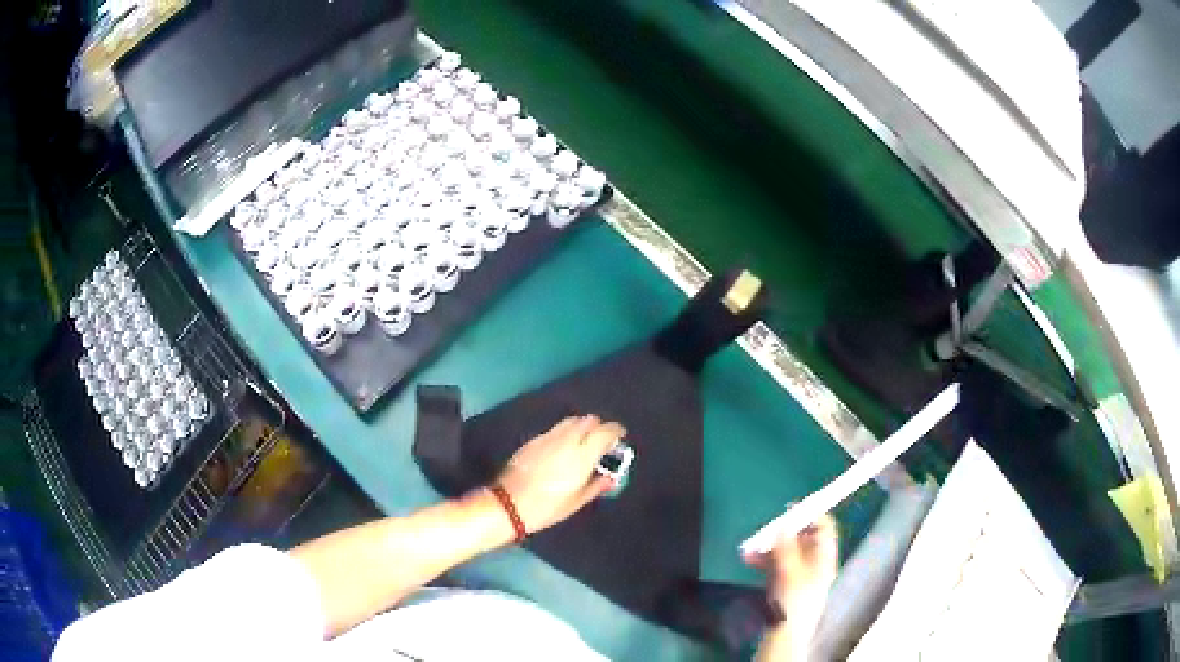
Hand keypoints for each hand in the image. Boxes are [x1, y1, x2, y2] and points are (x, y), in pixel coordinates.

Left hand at [496, 415, 623, 533]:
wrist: (509, 504)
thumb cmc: (548, 507)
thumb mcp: (577, 501)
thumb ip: (597, 485)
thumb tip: (610, 477)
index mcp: (582, 454)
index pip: (605, 431)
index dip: (616, 430)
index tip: (620, 435)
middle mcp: (567, 440)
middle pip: (588, 421)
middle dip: (598, 426)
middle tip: (602, 440)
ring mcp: (548, 437)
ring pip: (570, 421)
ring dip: (581, 427)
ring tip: (583, 442)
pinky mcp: (533, 440)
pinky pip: (555, 430)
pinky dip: (564, 433)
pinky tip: (562, 448)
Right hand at [745, 514, 838, 643]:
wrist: (785, 633)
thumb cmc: (794, 600)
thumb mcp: (790, 571)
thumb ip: (787, 547)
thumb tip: (785, 524)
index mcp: (824, 558)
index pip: (825, 528)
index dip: (812, 515)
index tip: (793, 507)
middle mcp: (815, 563)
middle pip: (803, 539)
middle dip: (783, 532)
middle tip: (766, 528)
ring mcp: (800, 574)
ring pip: (787, 552)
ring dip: (769, 547)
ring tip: (750, 547)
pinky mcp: (786, 584)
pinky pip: (777, 565)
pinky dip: (765, 560)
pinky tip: (749, 559)